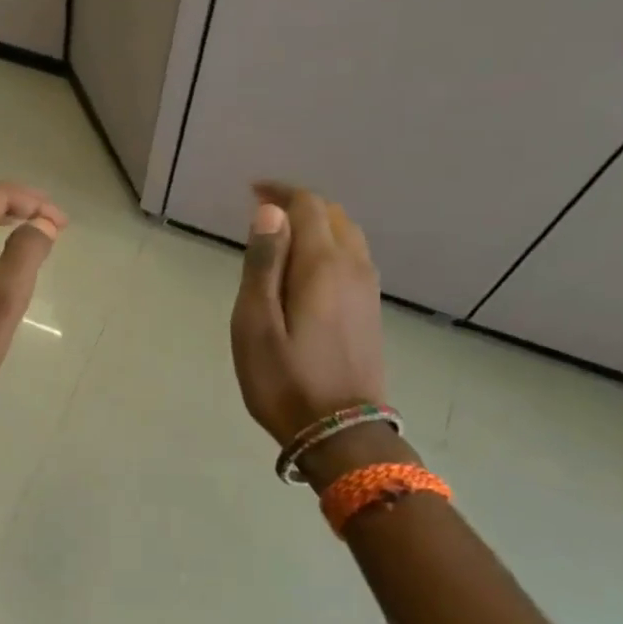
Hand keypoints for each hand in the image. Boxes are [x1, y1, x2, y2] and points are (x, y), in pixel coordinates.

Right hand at [230, 182, 386, 446]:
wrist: (340, 432)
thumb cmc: (285, 379)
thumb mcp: (255, 323)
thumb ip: (263, 263)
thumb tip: (270, 211)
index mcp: (323, 264)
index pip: (308, 206)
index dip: (281, 192)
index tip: (252, 191)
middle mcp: (353, 267)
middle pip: (332, 215)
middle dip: (299, 203)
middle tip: (263, 211)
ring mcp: (367, 289)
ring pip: (348, 235)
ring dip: (317, 223)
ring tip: (283, 234)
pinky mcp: (370, 310)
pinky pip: (353, 257)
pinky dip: (330, 245)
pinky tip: (308, 266)